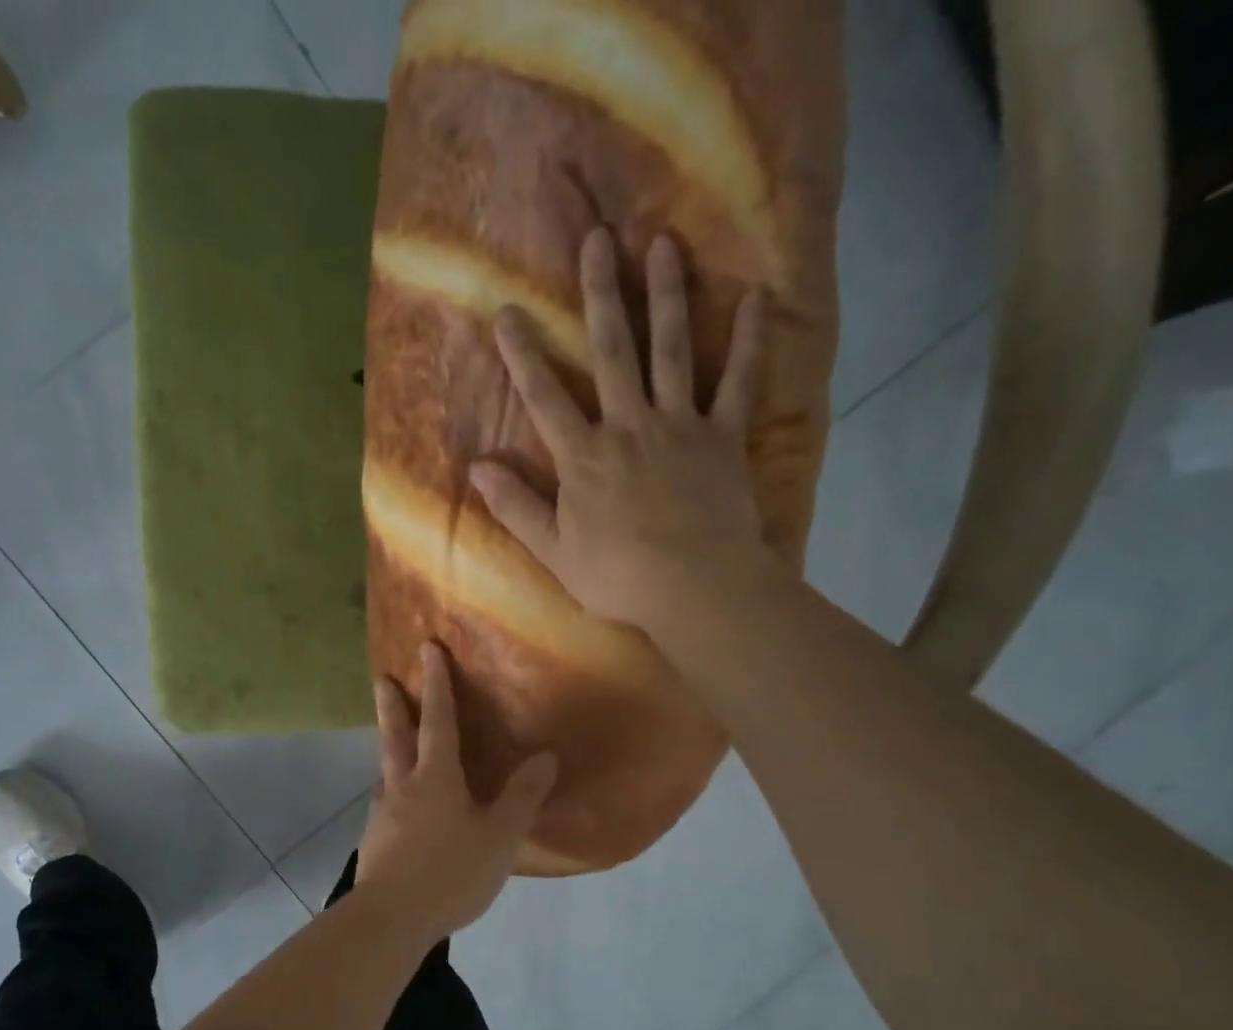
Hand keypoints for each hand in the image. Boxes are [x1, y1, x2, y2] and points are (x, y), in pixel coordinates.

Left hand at [356, 643, 557, 939]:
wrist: (391, 919)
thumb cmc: (450, 873)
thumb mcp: (499, 837)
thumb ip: (522, 797)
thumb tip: (547, 756)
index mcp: (435, 778)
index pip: (438, 720)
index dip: (437, 683)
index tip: (428, 649)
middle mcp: (402, 786)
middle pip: (396, 736)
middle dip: (393, 705)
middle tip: (383, 678)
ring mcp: (382, 813)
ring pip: (386, 770)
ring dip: (389, 749)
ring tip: (394, 745)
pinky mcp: (373, 840)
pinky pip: (385, 804)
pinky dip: (392, 791)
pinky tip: (399, 809)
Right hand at [470, 228, 768, 636]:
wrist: (692, 588)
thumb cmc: (616, 576)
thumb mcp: (552, 550)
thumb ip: (516, 506)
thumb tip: (477, 469)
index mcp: (583, 457)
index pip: (545, 397)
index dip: (524, 354)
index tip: (509, 312)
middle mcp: (628, 426)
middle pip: (612, 351)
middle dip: (601, 294)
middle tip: (598, 239)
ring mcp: (679, 425)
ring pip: (672, 349)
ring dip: (667, 294)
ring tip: (664, 242)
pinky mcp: (723, 437)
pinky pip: (739, 380)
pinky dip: (749, 339)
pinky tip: (756, 296)